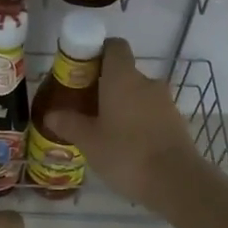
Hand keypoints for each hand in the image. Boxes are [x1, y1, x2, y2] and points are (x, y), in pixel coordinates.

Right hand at [43, 38, 208, 211]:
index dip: (98, 52)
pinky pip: (151, 113)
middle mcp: (146, 82)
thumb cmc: (126, 153)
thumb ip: (69, 124)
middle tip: (86, 107)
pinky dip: (138, 122)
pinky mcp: (176, 122)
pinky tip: (126, 145)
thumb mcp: (89, 141)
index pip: (114, 46)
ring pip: (138, 95)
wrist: (176, 181)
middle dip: (105, 86)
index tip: (82, 70)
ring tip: (104, 130)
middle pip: (124, 73)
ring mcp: (165, 102)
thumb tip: (51, 114)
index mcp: (122, 77)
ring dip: (123, 106)